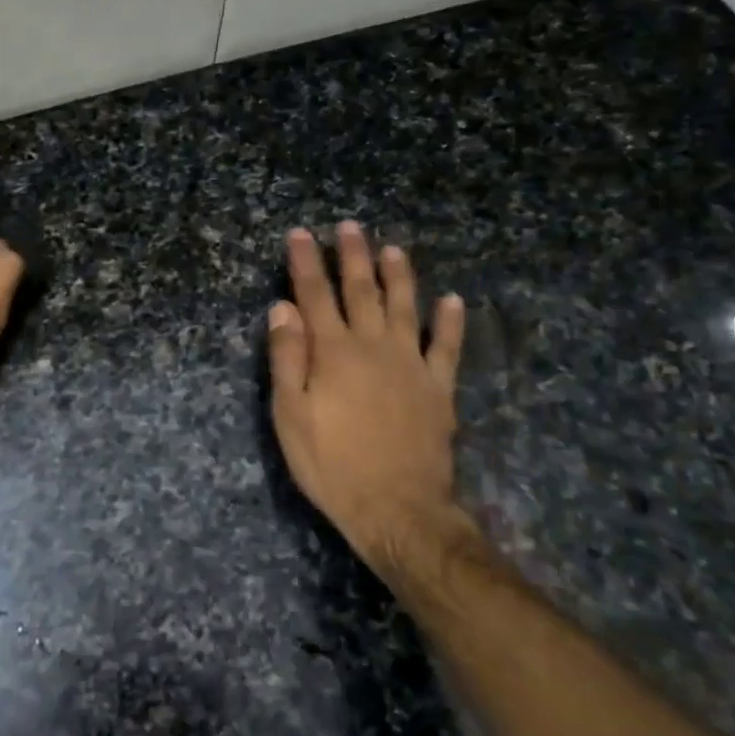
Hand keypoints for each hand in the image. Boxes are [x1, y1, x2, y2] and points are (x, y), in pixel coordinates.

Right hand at [267, 222, 479, 587]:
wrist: (397, 509)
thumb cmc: (332, 464)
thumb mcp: (290, 415)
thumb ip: (287, 358)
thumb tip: (282, 308)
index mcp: (333, 352)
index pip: (315, 296)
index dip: (305, 263)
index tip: (300, 234)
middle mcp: (374, 347)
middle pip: (361, 291)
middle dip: (353, 256)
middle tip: (350, 227)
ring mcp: (411, 365)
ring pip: (405, 308)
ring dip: (398, 276)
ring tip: (393, 249)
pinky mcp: (439, 388)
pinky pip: (447, 347)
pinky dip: (451, 322)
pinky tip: (452, 300)